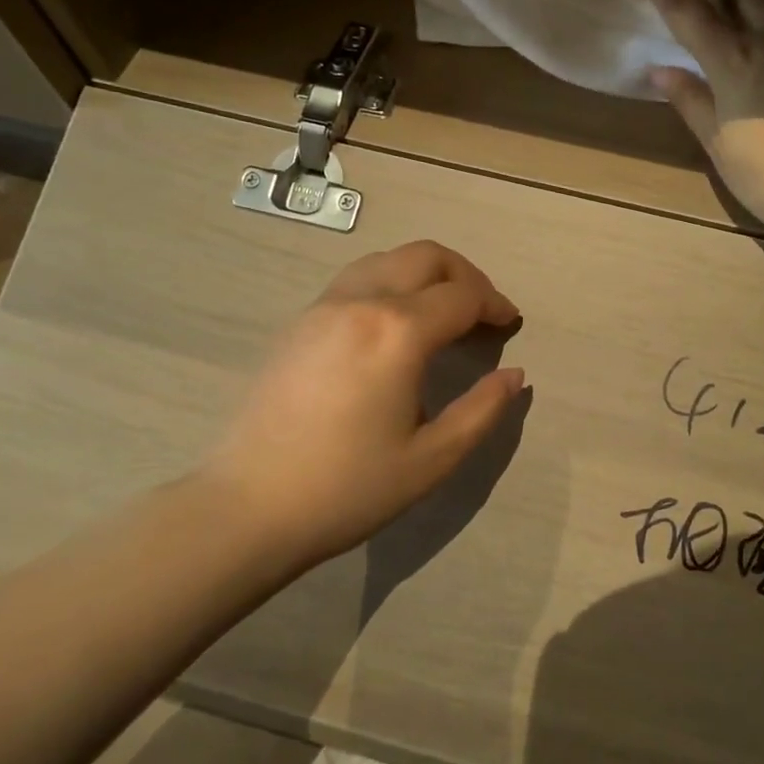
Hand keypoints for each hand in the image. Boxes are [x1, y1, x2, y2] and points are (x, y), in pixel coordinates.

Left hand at [201, 240, 524, 569]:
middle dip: (465, 275)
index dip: (495, 304)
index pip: (462, 295)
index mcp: (398, 332)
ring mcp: (323, 307)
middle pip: (426, 256)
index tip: (511, 324)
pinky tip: (394, 323)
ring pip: (387, 258)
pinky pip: (356, 278)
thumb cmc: (348, 488)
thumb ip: (482, 410)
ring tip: (443, 310)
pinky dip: (390, 282)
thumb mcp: (432, 459)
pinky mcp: (298, 322)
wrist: (249, 507)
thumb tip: (515, 375)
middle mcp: (361, 302)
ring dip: (426, 272)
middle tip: (483, 310)